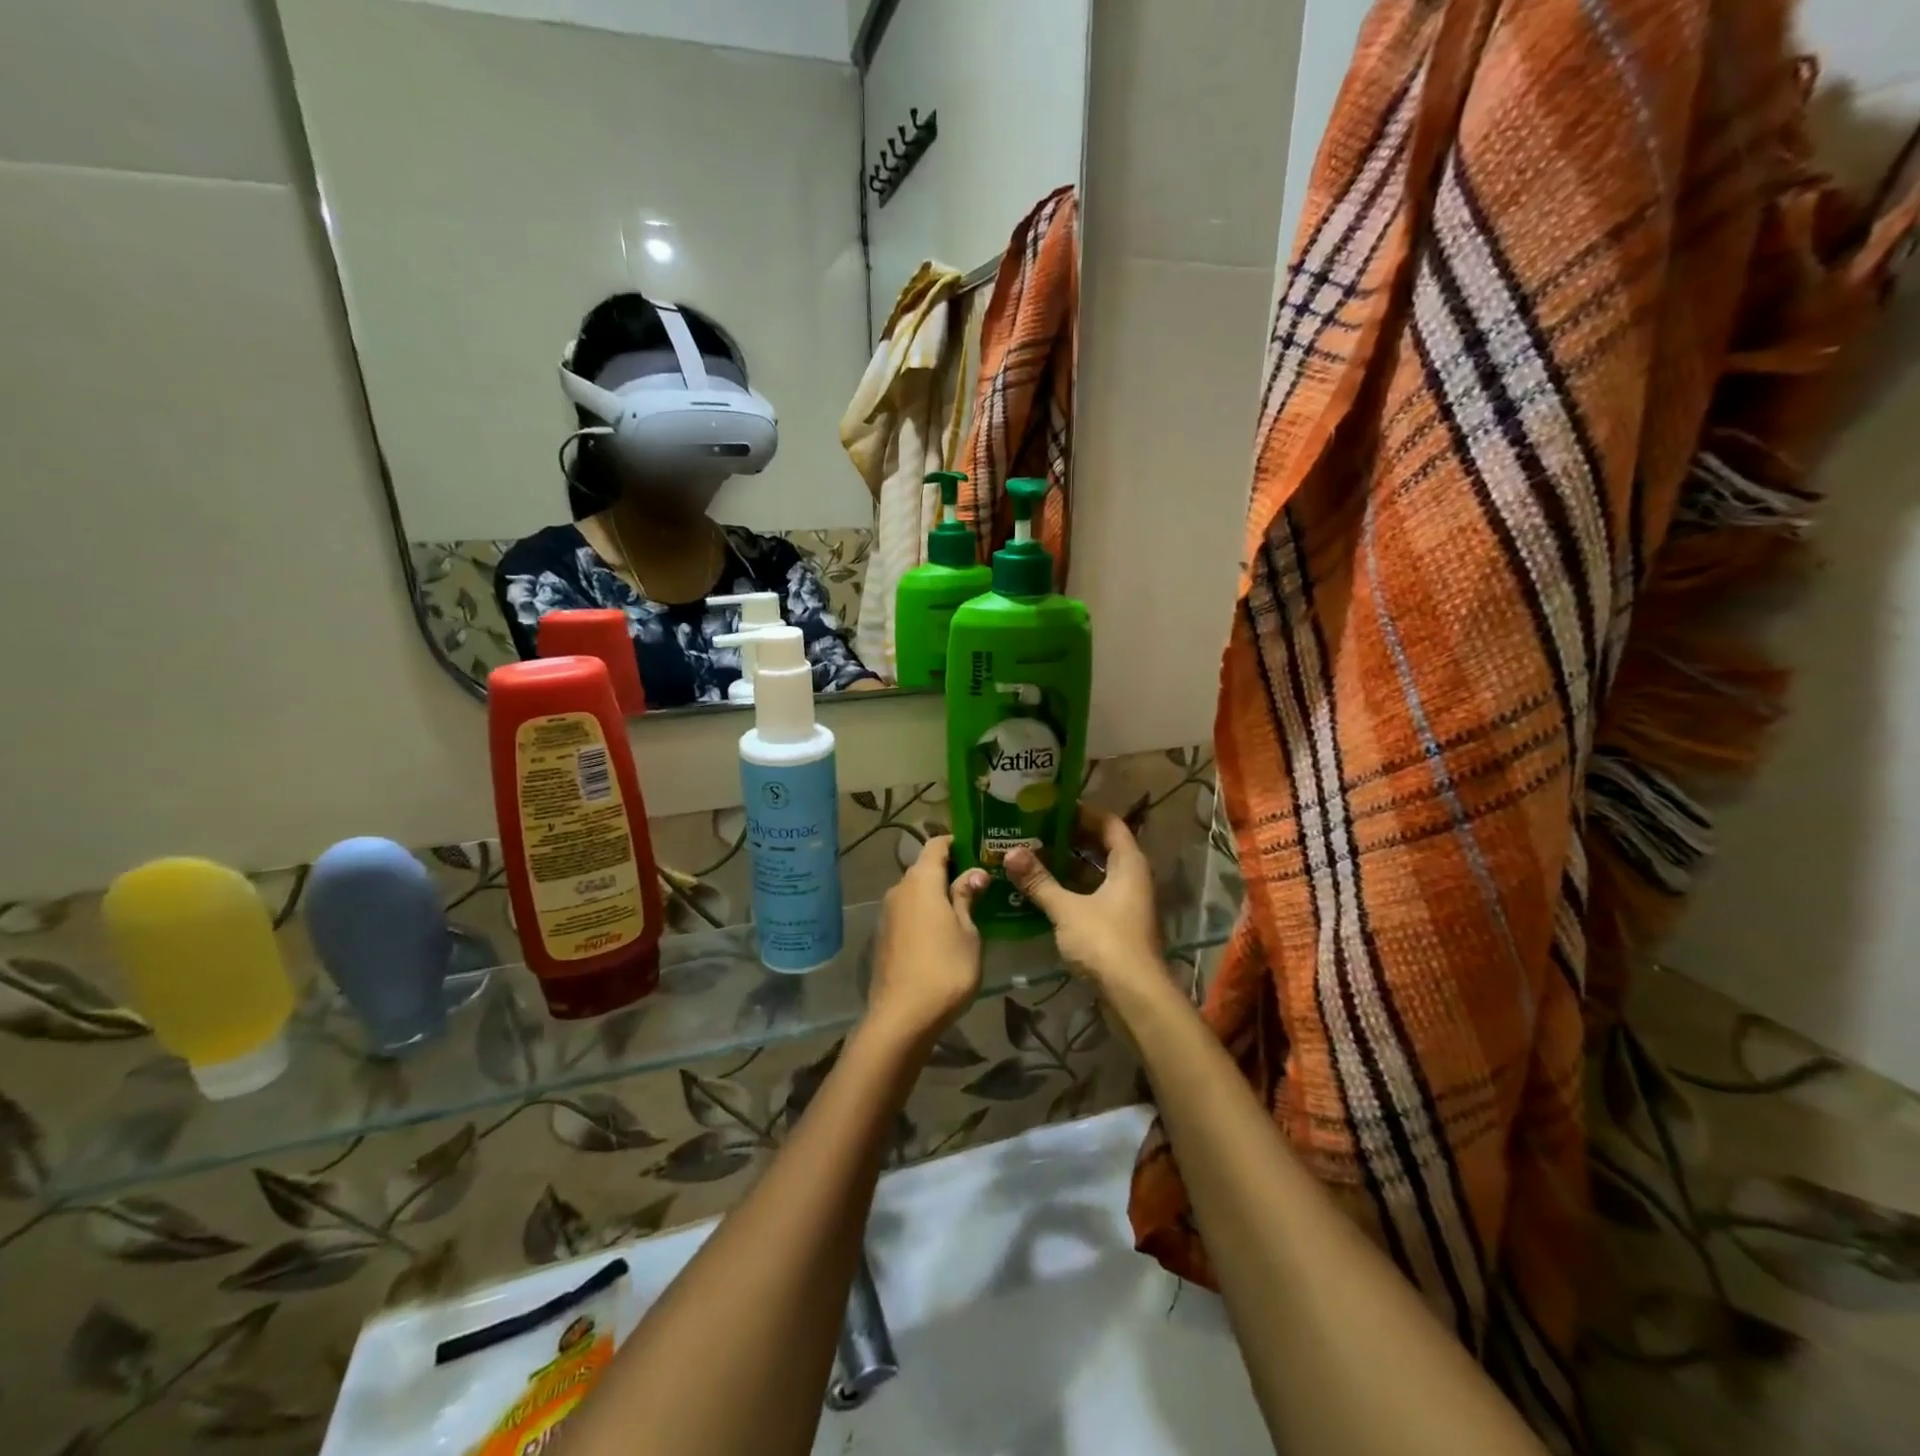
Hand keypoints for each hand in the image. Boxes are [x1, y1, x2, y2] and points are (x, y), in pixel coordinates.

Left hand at [867, 837, 989, 1047]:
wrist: (902, 1017)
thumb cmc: (945, 970)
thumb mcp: (968, 932)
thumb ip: (966, 898)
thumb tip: (973, 873)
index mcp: (921, 881)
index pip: (936, 844)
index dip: (958, 843)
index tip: (981, 850)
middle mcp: (899, 889)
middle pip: (925, 867)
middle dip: (951, 869)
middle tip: (981, 881)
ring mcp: (888, 913)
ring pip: (916, 891)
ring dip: (938, 893)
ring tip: (967, 905)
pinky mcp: (884, 935)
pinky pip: (908, 911)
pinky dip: (926, 912)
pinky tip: (944, 930)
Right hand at [1005, 808, 1162, 993]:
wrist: (1134, 997)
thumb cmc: (1105, 942)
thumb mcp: (1067, 909)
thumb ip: (1039, 881)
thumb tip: (1010, 853)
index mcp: (1129, 863)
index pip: (1109, 823)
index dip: (1083, 812)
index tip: (1051, 807)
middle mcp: (1132, 877)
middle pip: (1101, 847)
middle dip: (1069, 839)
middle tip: (1034, 830)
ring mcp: (1125, 903)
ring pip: (1095, 874)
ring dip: (1067, 866)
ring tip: (1031, 856)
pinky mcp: (1117, 925)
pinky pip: (1092, 895)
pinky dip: (1070, 890)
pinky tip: (1041, 891)